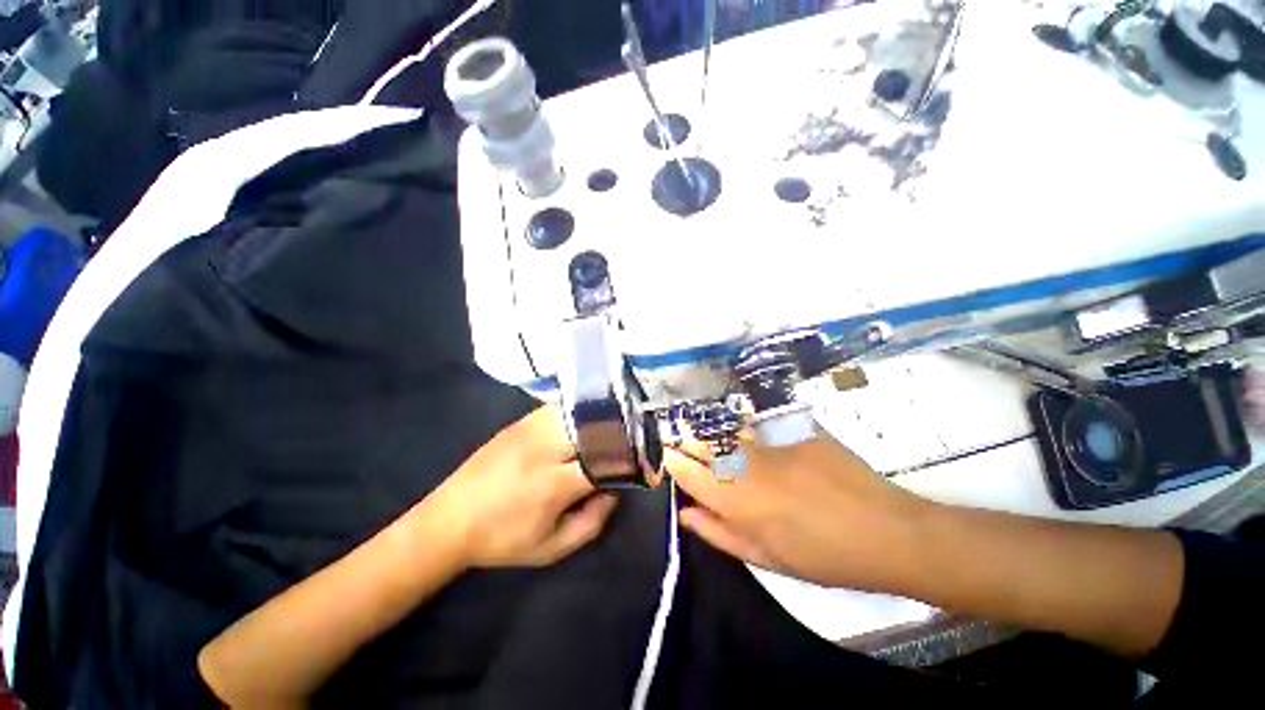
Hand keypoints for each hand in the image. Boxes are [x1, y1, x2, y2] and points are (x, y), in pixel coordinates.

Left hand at [429, 406, 616, 568]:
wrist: (449, 520)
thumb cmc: (502, 540)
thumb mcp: (551, 548)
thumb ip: (592, 522)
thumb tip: (616, 490)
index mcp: (553, 484)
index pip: (605, 461)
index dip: (628, 460)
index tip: (642, 463)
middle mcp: (545, 448)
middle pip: (595, 428)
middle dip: (618, 434)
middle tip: (630, 442)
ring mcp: (530, 429)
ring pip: (578, 412)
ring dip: (599, 420)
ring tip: (611, 429)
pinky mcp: (519, 421)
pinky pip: (559, 409)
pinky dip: (577, 413)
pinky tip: (583, 422)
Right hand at [666, 430, 933, 591]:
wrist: (885, 531)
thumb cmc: (822, 557)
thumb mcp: (765, 558)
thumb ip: (718, 533)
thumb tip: (685, 512)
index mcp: (734, 499)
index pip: (684, 468)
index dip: (671, 461)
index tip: (669, 461)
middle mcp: (744, 461)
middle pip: (698, 439)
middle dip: (685, 441)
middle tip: (687, 449)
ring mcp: (770, 439)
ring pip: (722, 424)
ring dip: (710, 430)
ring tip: (712, 440)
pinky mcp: (793, 425)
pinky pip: (754, 417)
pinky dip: (740, 422)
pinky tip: (745, 431)